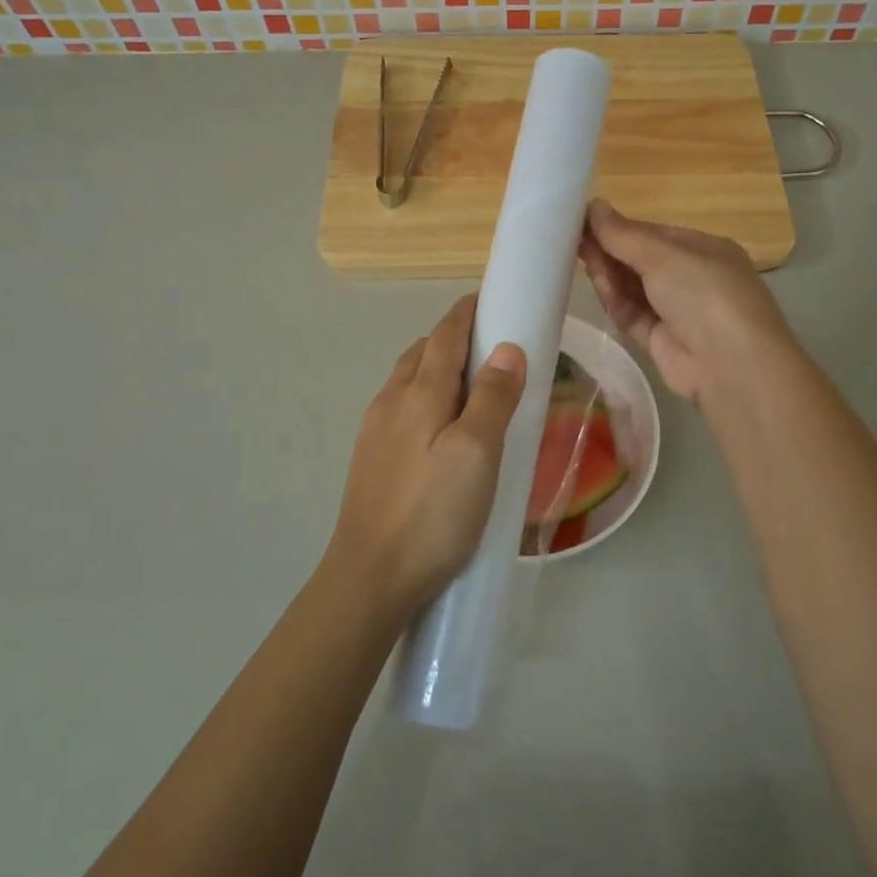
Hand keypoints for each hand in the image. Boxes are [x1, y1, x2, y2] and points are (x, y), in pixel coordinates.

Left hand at [329, 294, 526, 618]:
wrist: (370, 577)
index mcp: (419, 393)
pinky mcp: (370, 458)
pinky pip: (401, 408)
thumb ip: (492, 397)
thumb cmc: (432, 513)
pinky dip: (425, 398)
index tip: (491, 298)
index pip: (445, 334)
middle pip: (423, 352)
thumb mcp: (477, 453)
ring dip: (437, 368)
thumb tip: (507, 347)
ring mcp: (375, 430)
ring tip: (472, 387)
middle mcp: (390, 401)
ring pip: (408, 380)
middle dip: (454, 338)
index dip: (467, 312)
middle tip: (493, 347)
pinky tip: (441, 429)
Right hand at [579, 200, 800, 405]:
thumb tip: (593, 205)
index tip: (584, 219)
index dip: (620, 227)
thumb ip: (624, 234)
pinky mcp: (661, 341)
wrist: (731, 366)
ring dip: (609, 273)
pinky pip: (632, 315)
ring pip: (634, 288)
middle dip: (611, 249)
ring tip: (577, 256)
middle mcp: (693, 279)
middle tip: (571, 237)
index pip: (655, 233)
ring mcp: (677, 312)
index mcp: (705, 250)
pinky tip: (596, 284)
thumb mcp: (665, 255)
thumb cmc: (705, 294)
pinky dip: (614, 300)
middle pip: (642, 260)